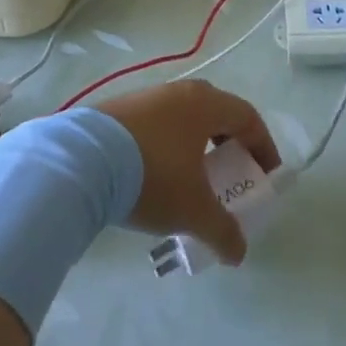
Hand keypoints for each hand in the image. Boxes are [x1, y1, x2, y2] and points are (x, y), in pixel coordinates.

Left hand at [96, 81, 280, 266]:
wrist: (79, 162)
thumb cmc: (152, 176)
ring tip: (191, 178)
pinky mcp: (117, 110)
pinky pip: (156, 125)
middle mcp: (179, 92)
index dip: (263, 146)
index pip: (248, 117)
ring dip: (195, 145)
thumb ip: (222, 231)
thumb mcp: (193, 210)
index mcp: (205, 104)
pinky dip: (166, 146)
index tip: (266, 175)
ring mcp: (146, 97)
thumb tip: (239, 253)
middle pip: (217, 113)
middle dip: (229, 143)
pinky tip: (154, 174)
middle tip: (230, 173)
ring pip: (183, 118)